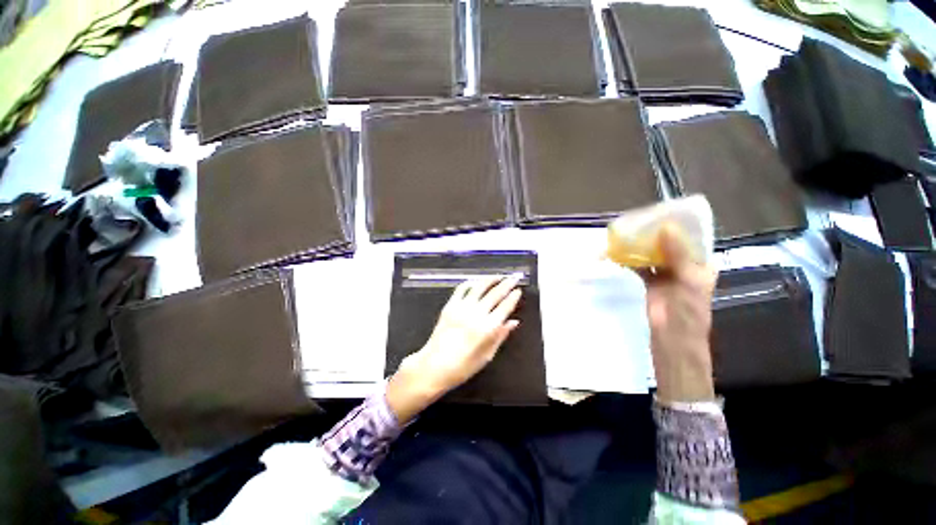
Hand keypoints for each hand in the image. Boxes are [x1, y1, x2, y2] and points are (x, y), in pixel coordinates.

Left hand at [386, 275, 522, 422]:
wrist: (433, 367)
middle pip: (495, 293)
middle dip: (507, 283)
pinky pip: (461, 289)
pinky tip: (476, 282)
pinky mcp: (450, 306)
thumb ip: (501, 336)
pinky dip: (470, 283)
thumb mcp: (487, 356)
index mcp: (488, 328)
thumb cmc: (462, 367)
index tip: (518, 291)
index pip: (505, 306)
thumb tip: (513, 323)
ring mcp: (462, 308)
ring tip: (498, 276)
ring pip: (479, 287)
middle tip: (513, 277)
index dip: (513, 297)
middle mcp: (476, 314)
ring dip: (490, 279)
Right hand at [644, 223, 717, 403]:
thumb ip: (679, 255)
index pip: (693, 239)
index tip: (662, 212)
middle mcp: (685, 267)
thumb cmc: (687, 313)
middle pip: (671, 245)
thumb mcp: (688, 282)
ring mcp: (667, 275)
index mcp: (701, 265)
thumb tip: (666, 228)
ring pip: (655, 254)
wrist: (672, 340)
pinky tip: (621, 253)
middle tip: (639, 220)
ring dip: (643, 245)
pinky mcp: (652, 283)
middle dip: (656, 233)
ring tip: (628, 233)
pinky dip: (632, 260)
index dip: (680, 226)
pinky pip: (642, 266)